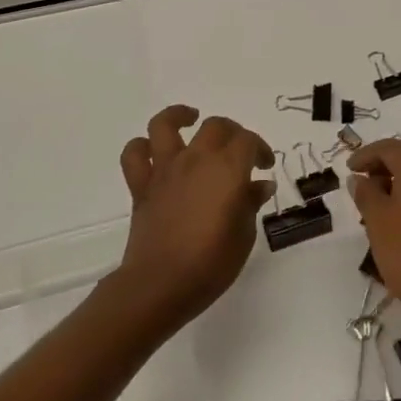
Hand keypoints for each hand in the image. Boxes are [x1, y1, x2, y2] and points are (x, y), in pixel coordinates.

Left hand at [113, 106, 275, 330]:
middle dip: (232, 132)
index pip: (248, 141)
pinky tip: (155, 151)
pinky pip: (135, 155)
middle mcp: (196, 160)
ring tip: (190, 119)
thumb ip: (250, 203)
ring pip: (165, 125)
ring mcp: (165, 170)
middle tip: (239, 150)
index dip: (261, 148)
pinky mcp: (142, 186)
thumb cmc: (211, 263)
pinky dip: (142, 147)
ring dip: (178, 116)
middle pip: (216, 126)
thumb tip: (259, 185)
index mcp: (228, 169)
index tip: (265, 167)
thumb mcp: (244, 235)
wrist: (161, 285)